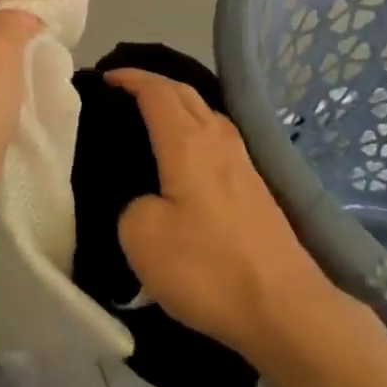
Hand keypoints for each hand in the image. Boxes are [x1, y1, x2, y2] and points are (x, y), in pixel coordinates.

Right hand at [110, 69, 342, 361]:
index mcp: (187, 141)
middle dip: (152, 83)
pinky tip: (186, 153)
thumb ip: (131, 204)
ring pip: (205, 112)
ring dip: (176, 104)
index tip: (103, 78)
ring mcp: (242, 160)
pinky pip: (216, 136)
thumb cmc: (208, 267)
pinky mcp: (254, 186)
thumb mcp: (141, 237)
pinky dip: (193, 128)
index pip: (155, 90)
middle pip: (184, 92)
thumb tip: (146, 198)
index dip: (129, 78)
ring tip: (150, 118)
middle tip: (121, 92)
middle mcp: (217, 138)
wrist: (284, 308)